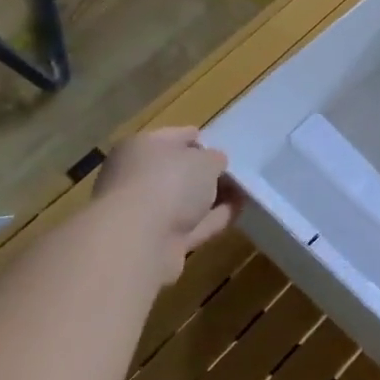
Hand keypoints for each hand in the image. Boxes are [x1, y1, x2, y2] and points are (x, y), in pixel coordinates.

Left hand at [92, 128, 238, 256]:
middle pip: (177, 171)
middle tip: (235, 173)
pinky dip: (212, 219)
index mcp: (140, 147)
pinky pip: (191, 224)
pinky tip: (236, 212)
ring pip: (184, 200)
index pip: (175, 136)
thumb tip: (214, 164)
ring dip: (211, 198)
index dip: (201, 140)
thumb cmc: (169, 183)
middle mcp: (136, 177)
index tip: (224, 148)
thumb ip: (215, 158)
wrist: (139, 242)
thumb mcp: (206, 160)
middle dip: (205, 173)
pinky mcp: (155, 241)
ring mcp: (144, 212)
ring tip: (244, 192)